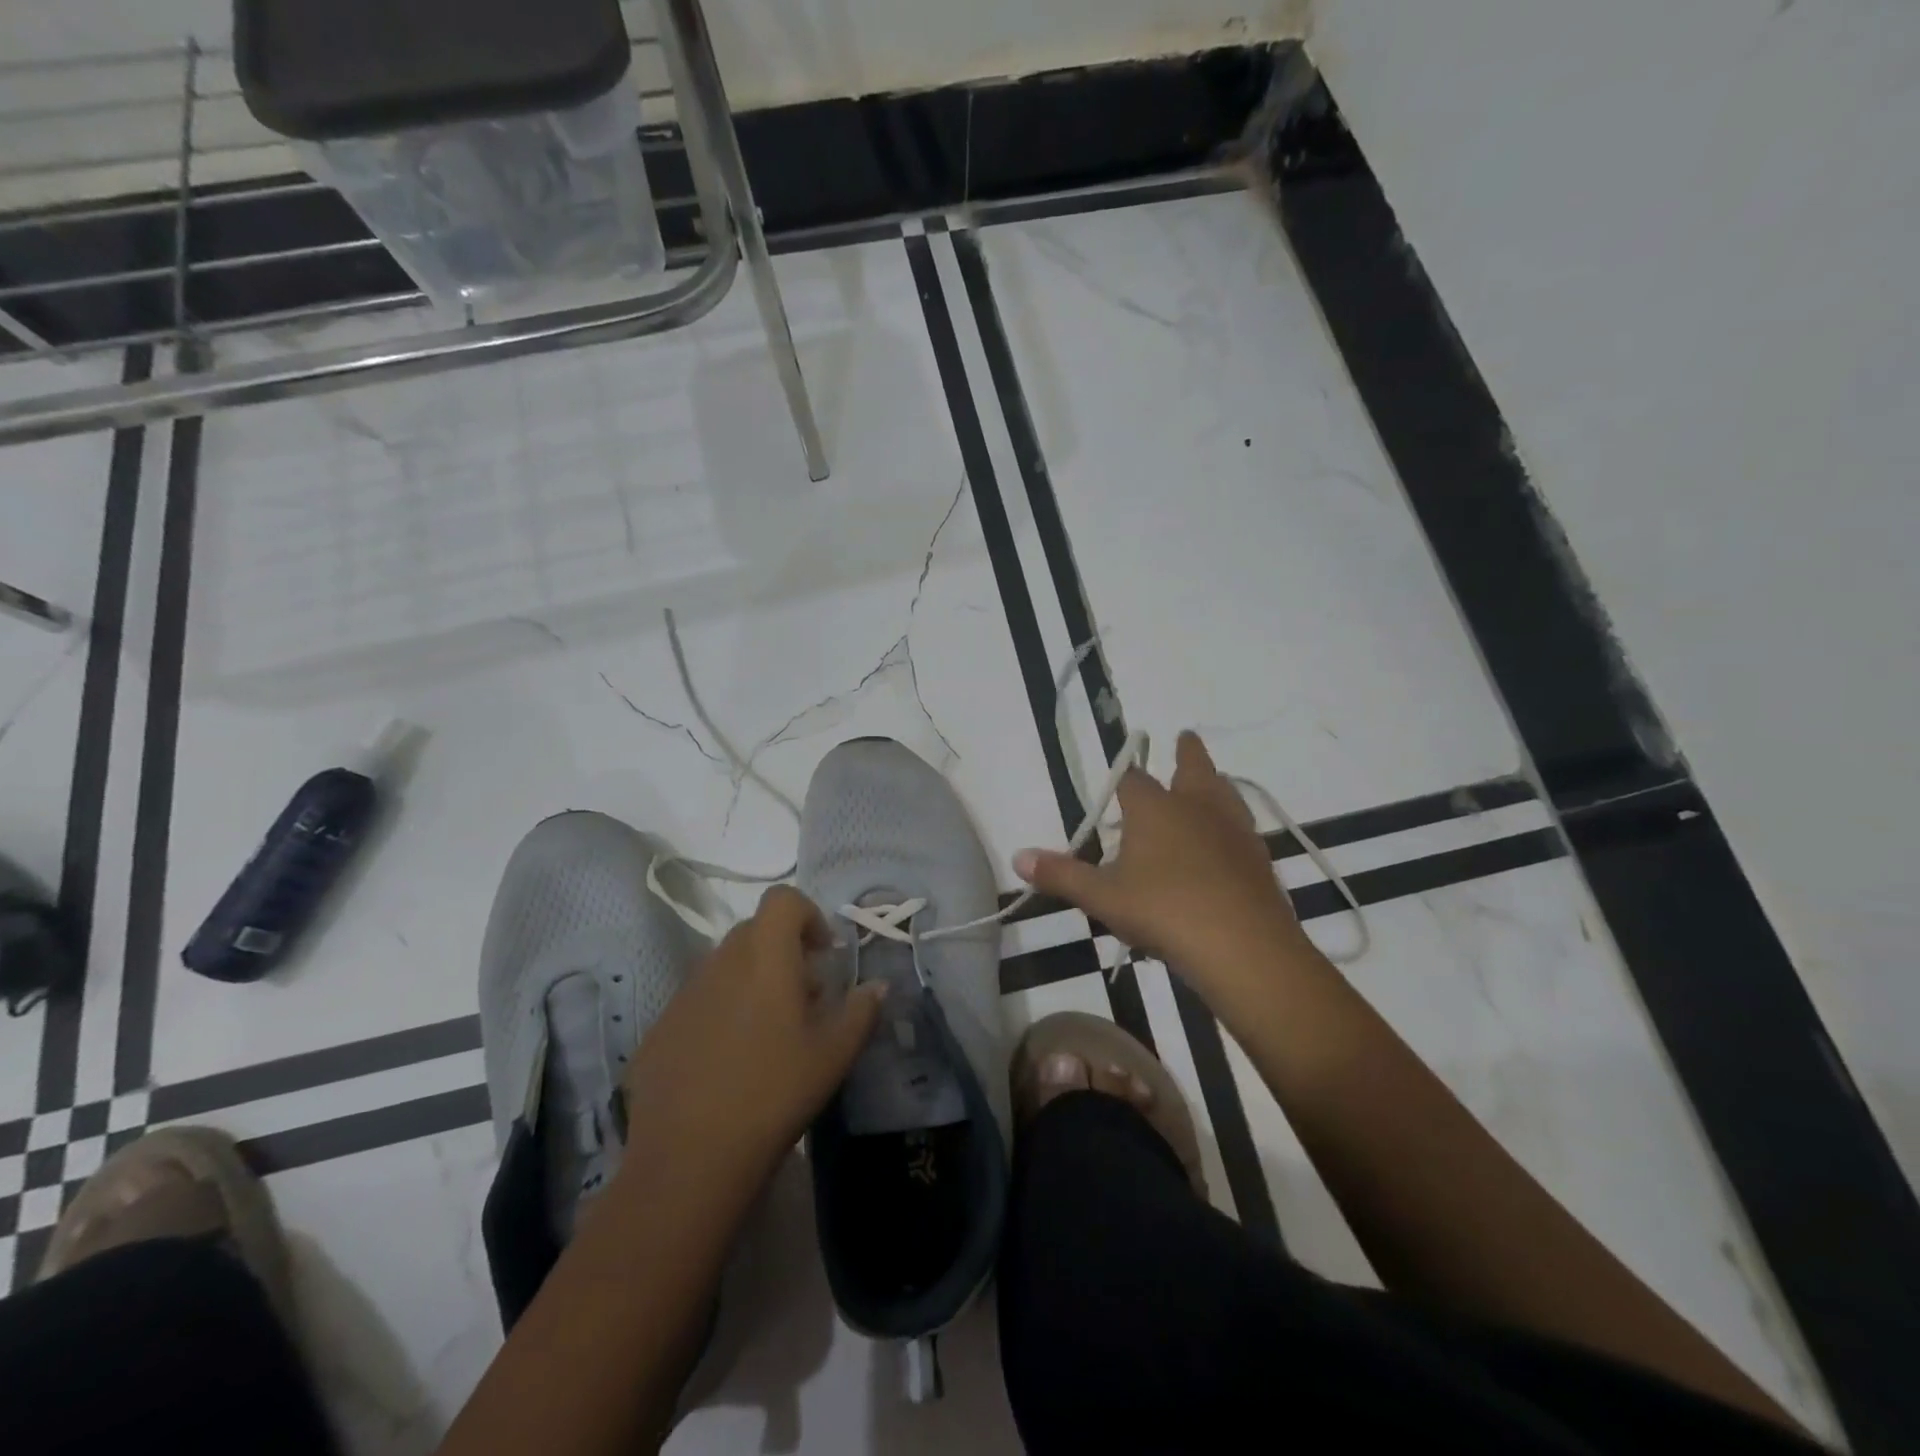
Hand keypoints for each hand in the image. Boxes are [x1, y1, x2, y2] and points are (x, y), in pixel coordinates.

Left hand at [619, 886, 884, 1191]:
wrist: (689, 1158)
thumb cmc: (774, 1092)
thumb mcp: (834, 1054)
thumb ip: (861, 1011)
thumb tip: (878, 986)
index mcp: (765, 956)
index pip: (782, 900)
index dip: (808, 915)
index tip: (824, 954)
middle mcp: (720, 961)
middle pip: (755, 931)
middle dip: (784, 951)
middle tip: (805, 997)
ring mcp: (684, 994)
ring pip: (725, 966)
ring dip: (752, 981)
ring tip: (769, 1033)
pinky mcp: (660, 1028)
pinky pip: (698, 1001)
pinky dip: (721, 1012)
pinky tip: (729, 1063)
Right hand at [1014, 731, 1314, 993]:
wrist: (1242, 946)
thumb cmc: (1163, 911)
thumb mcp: (1102, 897)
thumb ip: (1061, 875)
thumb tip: (1018, 856)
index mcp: (1155, 808)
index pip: (1133, 780)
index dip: (1124, 779)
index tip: (1121, 779)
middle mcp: (1196, 807)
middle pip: (1193, 768)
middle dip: (1186, 753)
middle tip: (1185, 737)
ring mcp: (1233, 830)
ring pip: (1225, 792)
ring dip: (1215, 782)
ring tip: (1212, 780)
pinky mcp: (1258, 857)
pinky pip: (1243, 826)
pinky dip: (1232, 823)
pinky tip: (1229, 840)